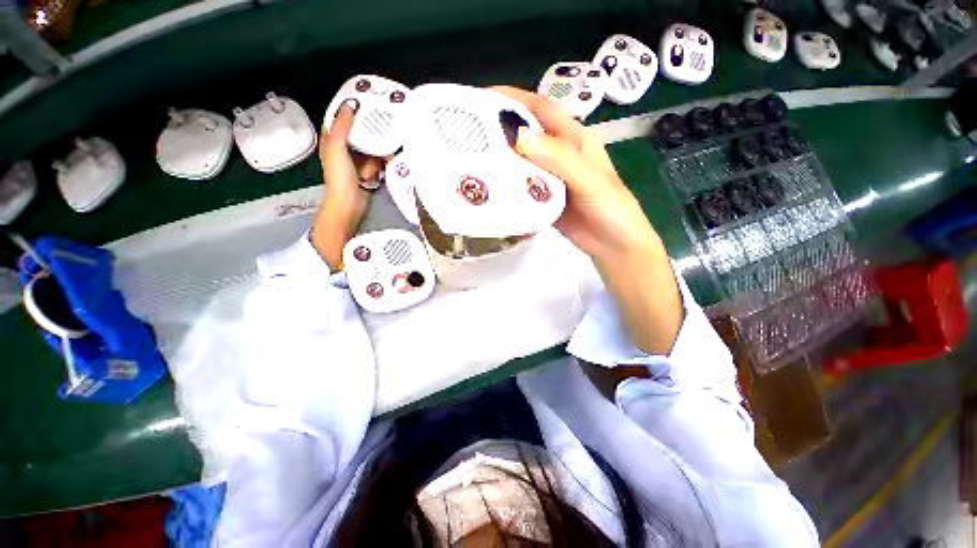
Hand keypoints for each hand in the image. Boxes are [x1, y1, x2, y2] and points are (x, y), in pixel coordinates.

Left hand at [311, 102, 384, 268]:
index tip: (365, 100)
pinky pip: (378, 160)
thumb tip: (350, 104)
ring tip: (373, 164)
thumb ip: (342, 126)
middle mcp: (344, 148)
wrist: (349, 205)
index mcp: (332, 139)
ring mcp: (357, 160)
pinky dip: (380, 164)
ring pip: (371, 147)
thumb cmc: (339, 177)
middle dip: (370, 135)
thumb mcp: (337, 148)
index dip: (350, 109)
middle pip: (360, 132)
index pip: (340, 118)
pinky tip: (380, 169)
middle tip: (380, 130)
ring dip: (375, 154)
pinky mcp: (369, 171)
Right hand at [493, 86, 682, 355]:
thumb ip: (560, 159)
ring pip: (521, 161)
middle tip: (470, 132)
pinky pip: (522, 187)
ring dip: (501, 158)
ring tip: (473, 158)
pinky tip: (490, 187)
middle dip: (500, 128)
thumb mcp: (590, 180)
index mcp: (574, 139)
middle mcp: (559, 154)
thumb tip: (519, 138)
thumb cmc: (611, 208)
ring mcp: (549, 178)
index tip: (483, 97)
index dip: (514, 98)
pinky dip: (508, 185)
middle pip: (527, 134)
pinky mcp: (543, 199)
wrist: (613, 245)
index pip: (541, 109)